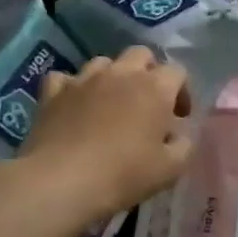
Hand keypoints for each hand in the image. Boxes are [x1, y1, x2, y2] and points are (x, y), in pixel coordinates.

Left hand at [29, 47, 192, 217]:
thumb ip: (184, 145)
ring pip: (103, 62)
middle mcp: (121, 74)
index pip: (177, 71)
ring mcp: (84, 79)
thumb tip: (179, 135)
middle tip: (148, 103)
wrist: (61, 182)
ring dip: (112, 77)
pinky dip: (73, 88)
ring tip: (111, 104)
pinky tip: (74, 106)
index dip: (182, 91)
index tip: (179, 117)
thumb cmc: (124, 174)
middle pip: (141, 54)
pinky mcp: (53, 92)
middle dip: (149, 72)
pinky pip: (65, 78)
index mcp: (155, 88)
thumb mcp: (171, 169)